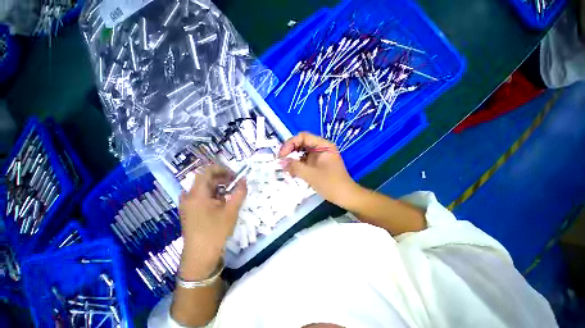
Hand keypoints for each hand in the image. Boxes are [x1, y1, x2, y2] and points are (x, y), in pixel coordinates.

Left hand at [178, 165, 246, 279]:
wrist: (200, 256)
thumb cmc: (216, 231)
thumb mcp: (231, 211)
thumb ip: (239, 192)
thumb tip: (244, 179)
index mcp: (197, 194)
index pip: (206, 171)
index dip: (221, 169)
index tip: (233, 174)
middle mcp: (189, 196)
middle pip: (205, 179)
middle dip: (221, 178)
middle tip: (235, 182)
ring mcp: (188, 204)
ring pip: (203, 188)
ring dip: (218, 186)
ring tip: (230, 192)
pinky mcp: (190, 211)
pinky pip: (201, 196)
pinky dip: (213, 194)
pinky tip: (222, 201)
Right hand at [278, 132, 357, 206]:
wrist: (345, 196)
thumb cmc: (331, 184)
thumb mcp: (311, 174)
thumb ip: (294, 167)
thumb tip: (280, 162)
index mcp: (323, 145)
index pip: (303, 137)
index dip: (290, 143)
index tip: (281, 155)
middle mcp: (321, 147)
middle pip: (301, 143)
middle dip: (290, 151)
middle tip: (280, 161)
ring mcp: (319, 156)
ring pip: (302, 152)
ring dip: (293, 159)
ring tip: (285, 168)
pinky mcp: (317, 164)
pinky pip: (304, 160)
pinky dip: (297, 165)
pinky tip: (292, 172)